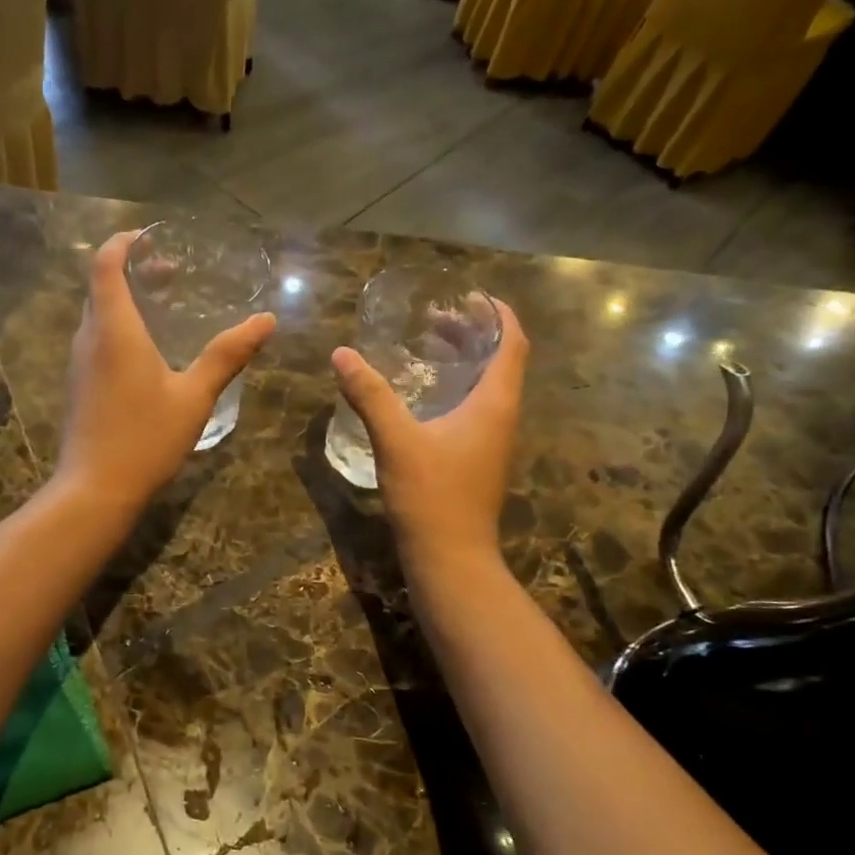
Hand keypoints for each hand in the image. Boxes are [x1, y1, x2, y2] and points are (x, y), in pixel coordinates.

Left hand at [57, 231, 276, 512]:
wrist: (95, 489)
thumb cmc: (146, 438)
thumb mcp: (194, 396)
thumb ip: (227, 356)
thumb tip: (266, 321)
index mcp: (114, 329)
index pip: (106, 264)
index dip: (124, 242)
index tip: (151, 237)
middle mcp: (88, 338)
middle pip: (102, 288)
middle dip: (134, 272)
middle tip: (172, 274)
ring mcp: (78, 365)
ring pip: (98, 317)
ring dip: (127, 303)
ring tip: (165, 310)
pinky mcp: (77, 387)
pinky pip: (96, 342)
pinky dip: (119, 330)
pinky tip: (148, 355)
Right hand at [331, 300, 527, 567]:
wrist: (451, 559)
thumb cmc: (431, 496)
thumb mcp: (396, 441)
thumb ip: (370, 396)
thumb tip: (342, 354)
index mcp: (494, 403)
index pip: (512, 342)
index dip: (496, 313)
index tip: (468, 295)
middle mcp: (501, 417)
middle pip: (500, 361)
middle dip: (472, 334)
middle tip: (436, 319)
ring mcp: (492, 442)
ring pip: (487, 387)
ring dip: (464, 362)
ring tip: (428, 348)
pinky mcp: (477, 461)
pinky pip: (475, 410)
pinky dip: (455, 390)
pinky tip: (423, 398)